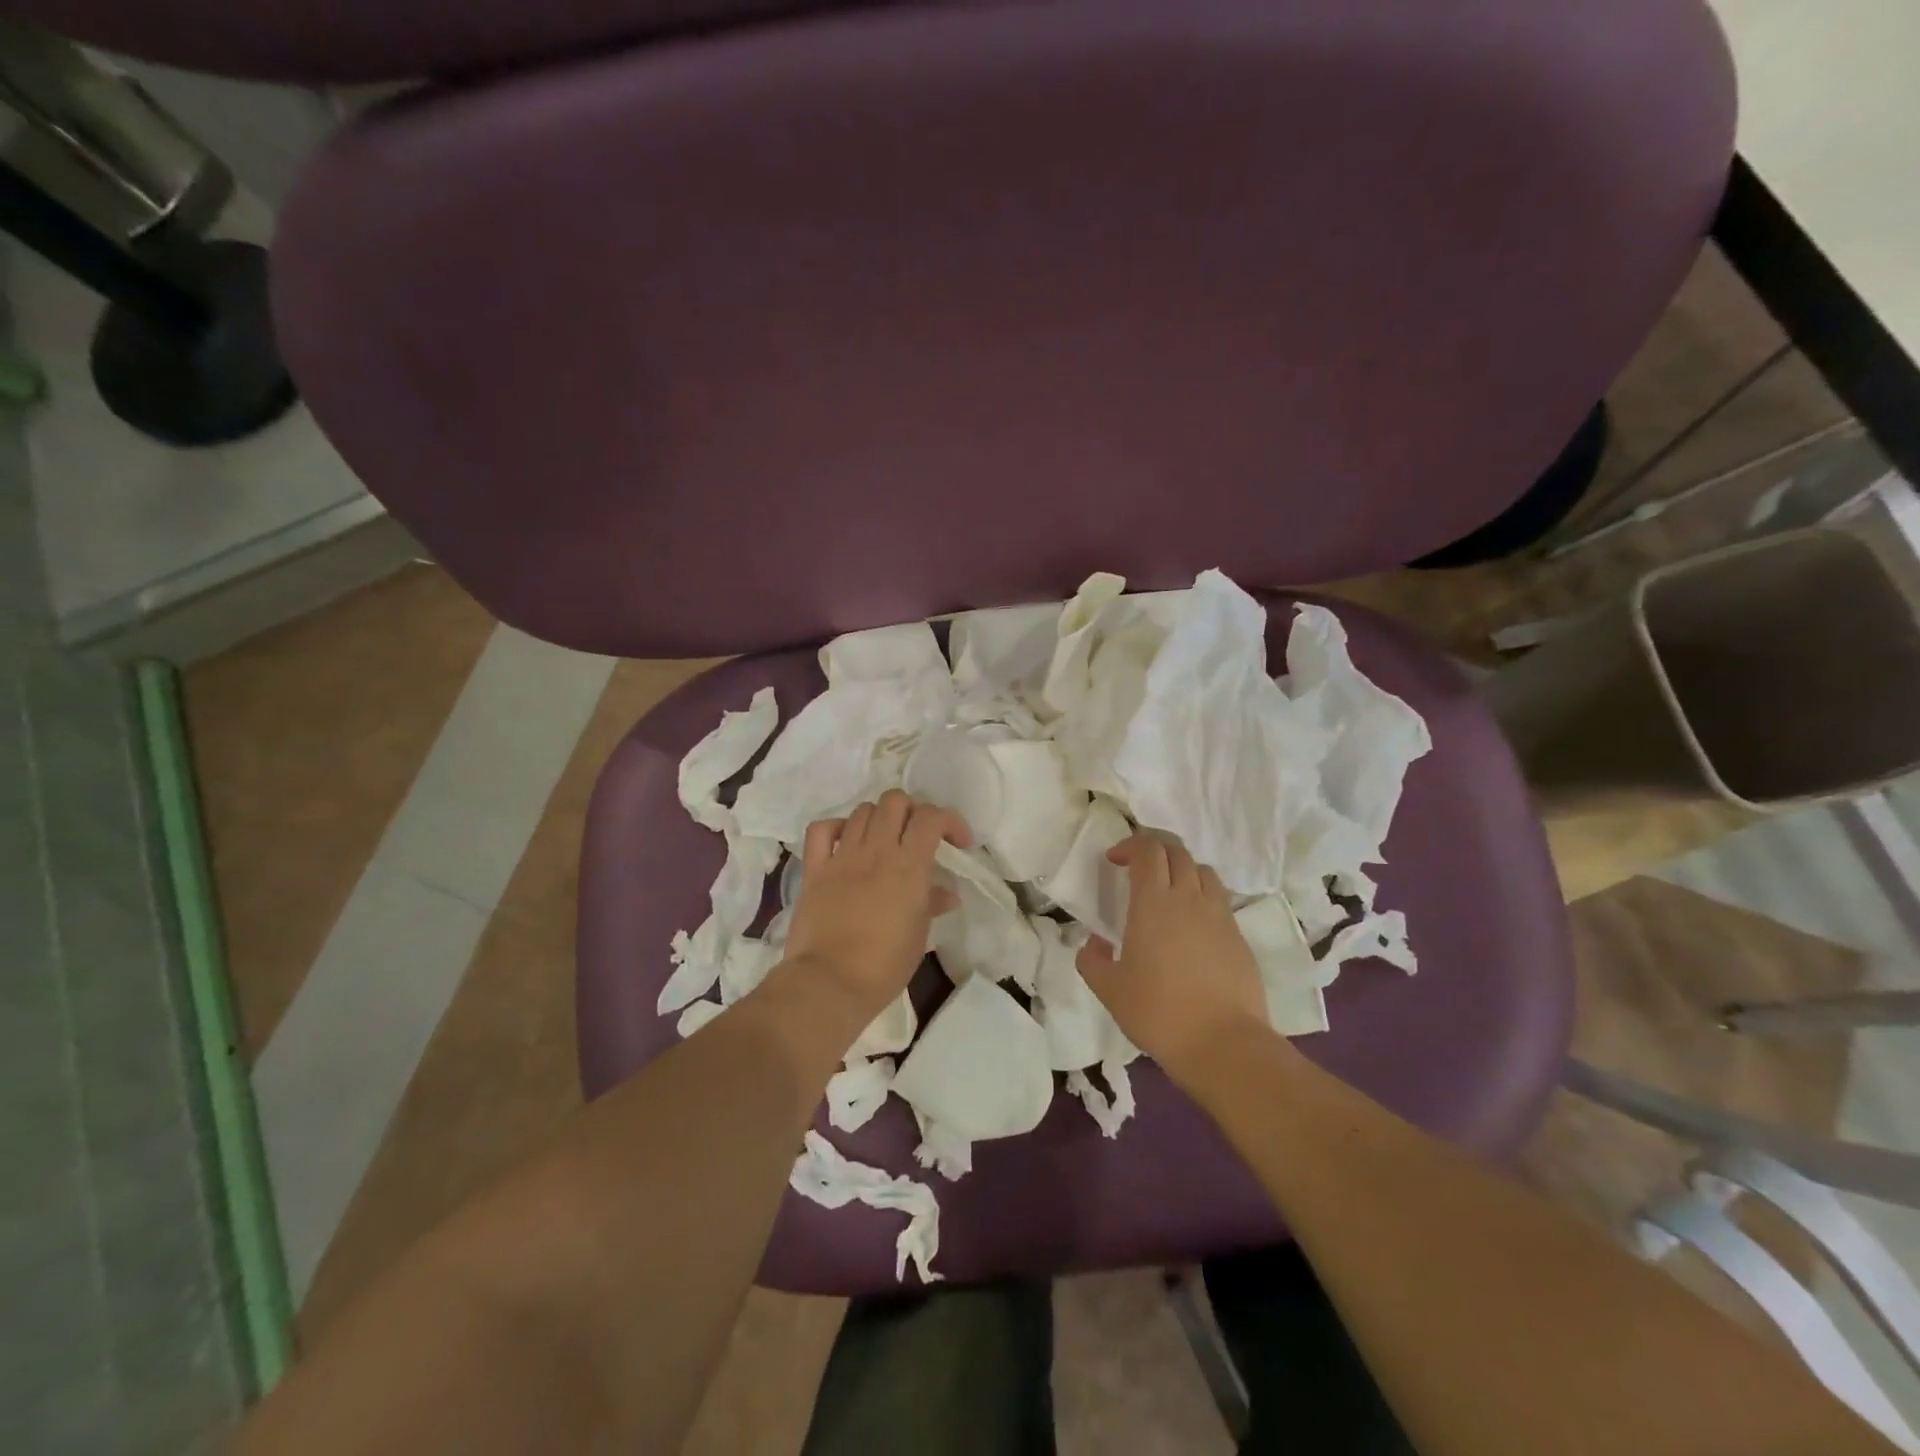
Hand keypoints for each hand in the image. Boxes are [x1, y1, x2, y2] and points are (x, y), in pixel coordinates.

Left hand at [782, 790, 970, 1021]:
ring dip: (879, 818)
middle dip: (912, 811)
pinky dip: (836, 828)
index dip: (949, 821)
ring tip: (885, 840)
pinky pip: (821, 830)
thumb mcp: (919, 935)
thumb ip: (932, 904)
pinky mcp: (814, 869)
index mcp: (908, 866)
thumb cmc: (884, 966)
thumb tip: (946, 893)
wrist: (829, 983)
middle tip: (918, 835)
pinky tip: (845, 842)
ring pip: (862, 811)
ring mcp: (842, 857)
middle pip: (894, 801)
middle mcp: (875, 850)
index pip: (931, 817)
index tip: (958, 843)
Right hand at [1076, 833, 1271, 1081]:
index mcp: (1153, 902)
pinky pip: (1220, 900)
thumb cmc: (1158, 1012)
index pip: (1147, 850)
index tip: (1114, 860)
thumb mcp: (1108, 989)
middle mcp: (1189, 898)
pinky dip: (1202, 897)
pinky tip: (1192, 925)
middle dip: (1155, 848)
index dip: (1129, 845)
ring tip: (1169, 891)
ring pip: (1203, 871)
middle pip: (1177, 851)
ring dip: (1182, 869)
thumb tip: (1096, 943)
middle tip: (1138, 866)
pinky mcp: (1239, 937)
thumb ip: (1092, 959)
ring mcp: (1219, 916)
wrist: (1224, 1044)